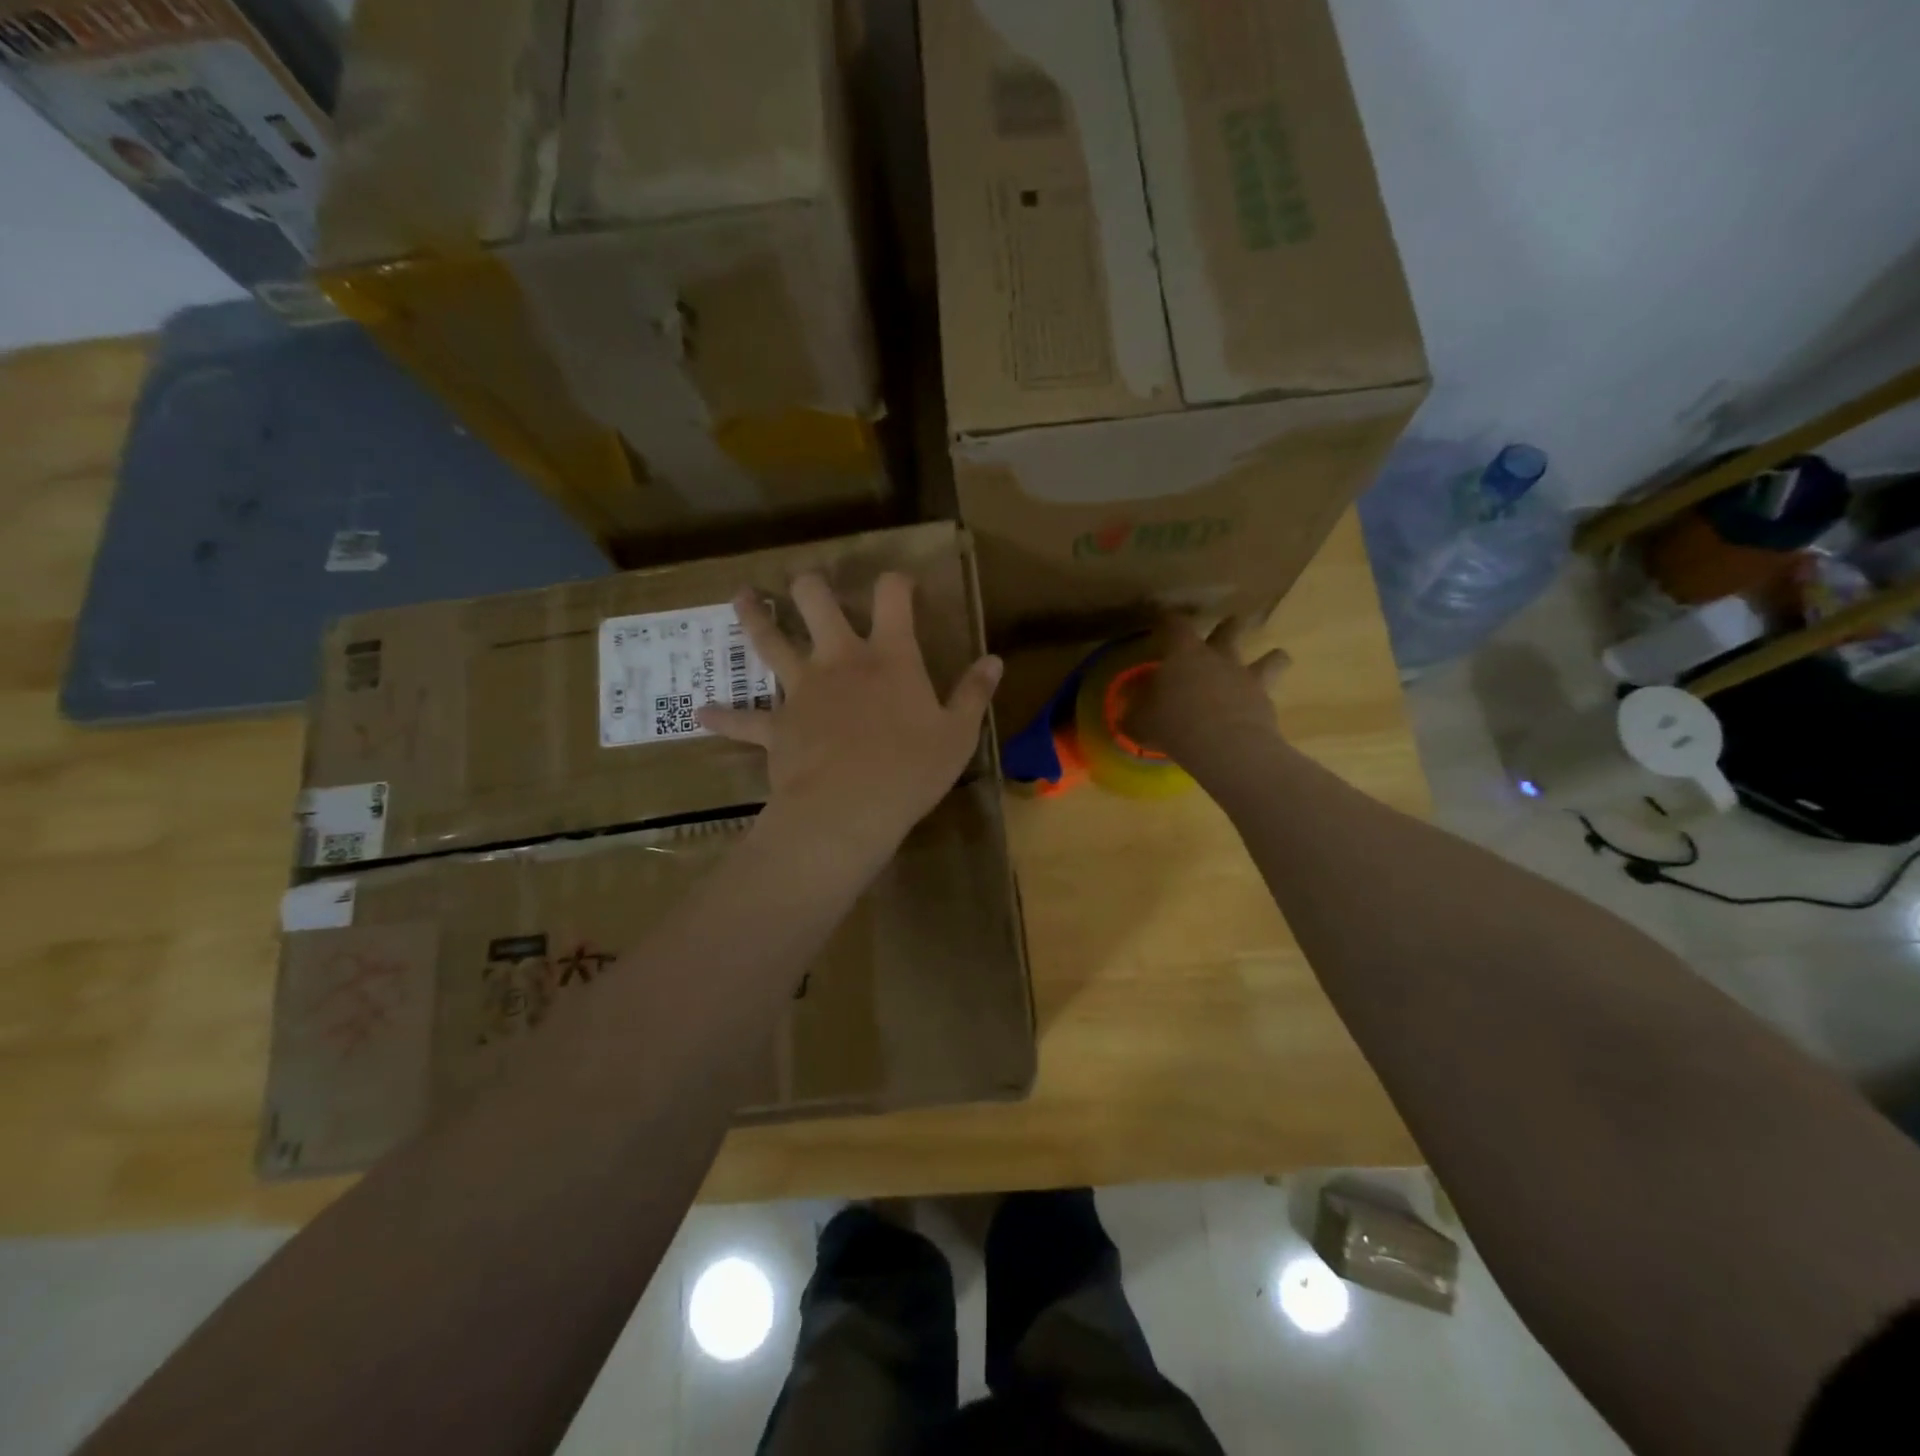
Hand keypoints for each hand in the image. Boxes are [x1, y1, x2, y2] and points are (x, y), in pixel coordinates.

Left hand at [698, 572, 1002, 859]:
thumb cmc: (911, 769)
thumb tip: (994, 660)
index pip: (893, 597)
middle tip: (805, 581)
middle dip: (811, 586)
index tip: (900, 583)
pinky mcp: (776, 726)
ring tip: (741, 598)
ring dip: (754, 619)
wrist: (849, 809)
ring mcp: (801, 690)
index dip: (896, 581)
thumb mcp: (958, 734)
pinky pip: (743, 720)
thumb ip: (974, 694)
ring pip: (770, 643)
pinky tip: (700, 713)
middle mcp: (839, 660)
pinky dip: (723, 716)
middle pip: (817, 603)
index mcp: (888, 657)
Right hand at [1127, 614, 1289, 765]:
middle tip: (1229, 625)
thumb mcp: (1140, 722)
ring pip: (1270, 658)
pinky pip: (1271, 693)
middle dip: (1229, 626)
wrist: (1223, 745)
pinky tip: (1261, 708)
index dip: (1168, 620)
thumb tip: (1127, 716)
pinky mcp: (1266, 702)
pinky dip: (1266, 698)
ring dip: (1272, 657)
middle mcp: (1219, 657)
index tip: (1163, 620)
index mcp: (1184, 654)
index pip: (1175, 624)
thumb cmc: (1173, 724)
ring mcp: (1247, 677)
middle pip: (1229, 630)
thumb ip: (1135, 714)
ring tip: (1275, 658)